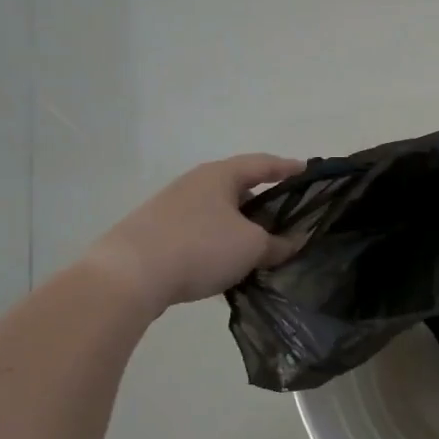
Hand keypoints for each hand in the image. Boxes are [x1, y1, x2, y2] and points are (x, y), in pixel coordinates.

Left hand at [82, 154, 304, 311]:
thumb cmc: (200, 247)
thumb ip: (277, 243)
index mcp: (220, 175)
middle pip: (239, 189)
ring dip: (241, 228)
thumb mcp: (251, 247)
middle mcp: (195, 184)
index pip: (262, 164)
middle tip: (287, 220)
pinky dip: (220, 244)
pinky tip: (227, 266)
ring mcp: (173, 208)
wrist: (130, 275)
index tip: (308, 170)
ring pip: (219, 214)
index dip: (288, 167)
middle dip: (264, 204)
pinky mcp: (158, 233)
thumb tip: (292, 242)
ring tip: (260, 249)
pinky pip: (201, 233)